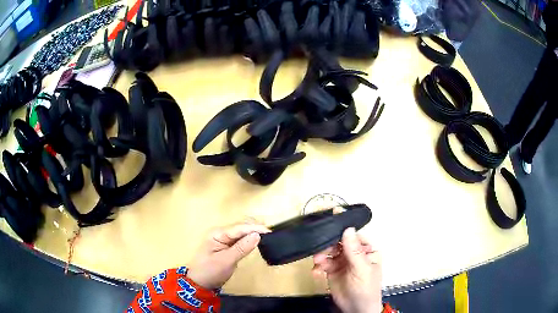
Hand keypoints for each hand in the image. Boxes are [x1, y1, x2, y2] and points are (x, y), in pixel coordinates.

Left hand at [188, 219, 269, 289]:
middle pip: (241, 226)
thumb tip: (257, 235)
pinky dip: (249, 238)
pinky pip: (240, 238)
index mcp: (217, 233)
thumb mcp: (226, 261)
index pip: (239, 227)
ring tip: (267, 236)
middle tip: (270, 234)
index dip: (255, 228)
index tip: (269, 231)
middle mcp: (221, 232)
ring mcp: (224, 238)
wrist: (199, 283)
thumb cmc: (210, 271)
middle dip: (255, 227)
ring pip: (242, 231)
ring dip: (253, 231)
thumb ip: (242, 248)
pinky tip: (257, 240)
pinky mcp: (227, 245)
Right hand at [313, 227, 381, 312]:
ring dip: (321, 255)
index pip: (354, 235)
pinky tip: (316, 272)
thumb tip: (348, 228)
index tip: (330, 220)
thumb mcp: (362, 269)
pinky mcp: (332, 271)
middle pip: (339, 242)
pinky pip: (323, 264)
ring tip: (317, 262)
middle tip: (319, 250)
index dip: (343, 229)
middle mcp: (354, 254)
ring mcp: (342, 262)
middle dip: (328, 245)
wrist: (355, 309)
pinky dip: (318, 266)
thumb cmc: (365, 287)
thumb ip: (354, 250)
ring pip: (329, 252)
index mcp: (366, 250)